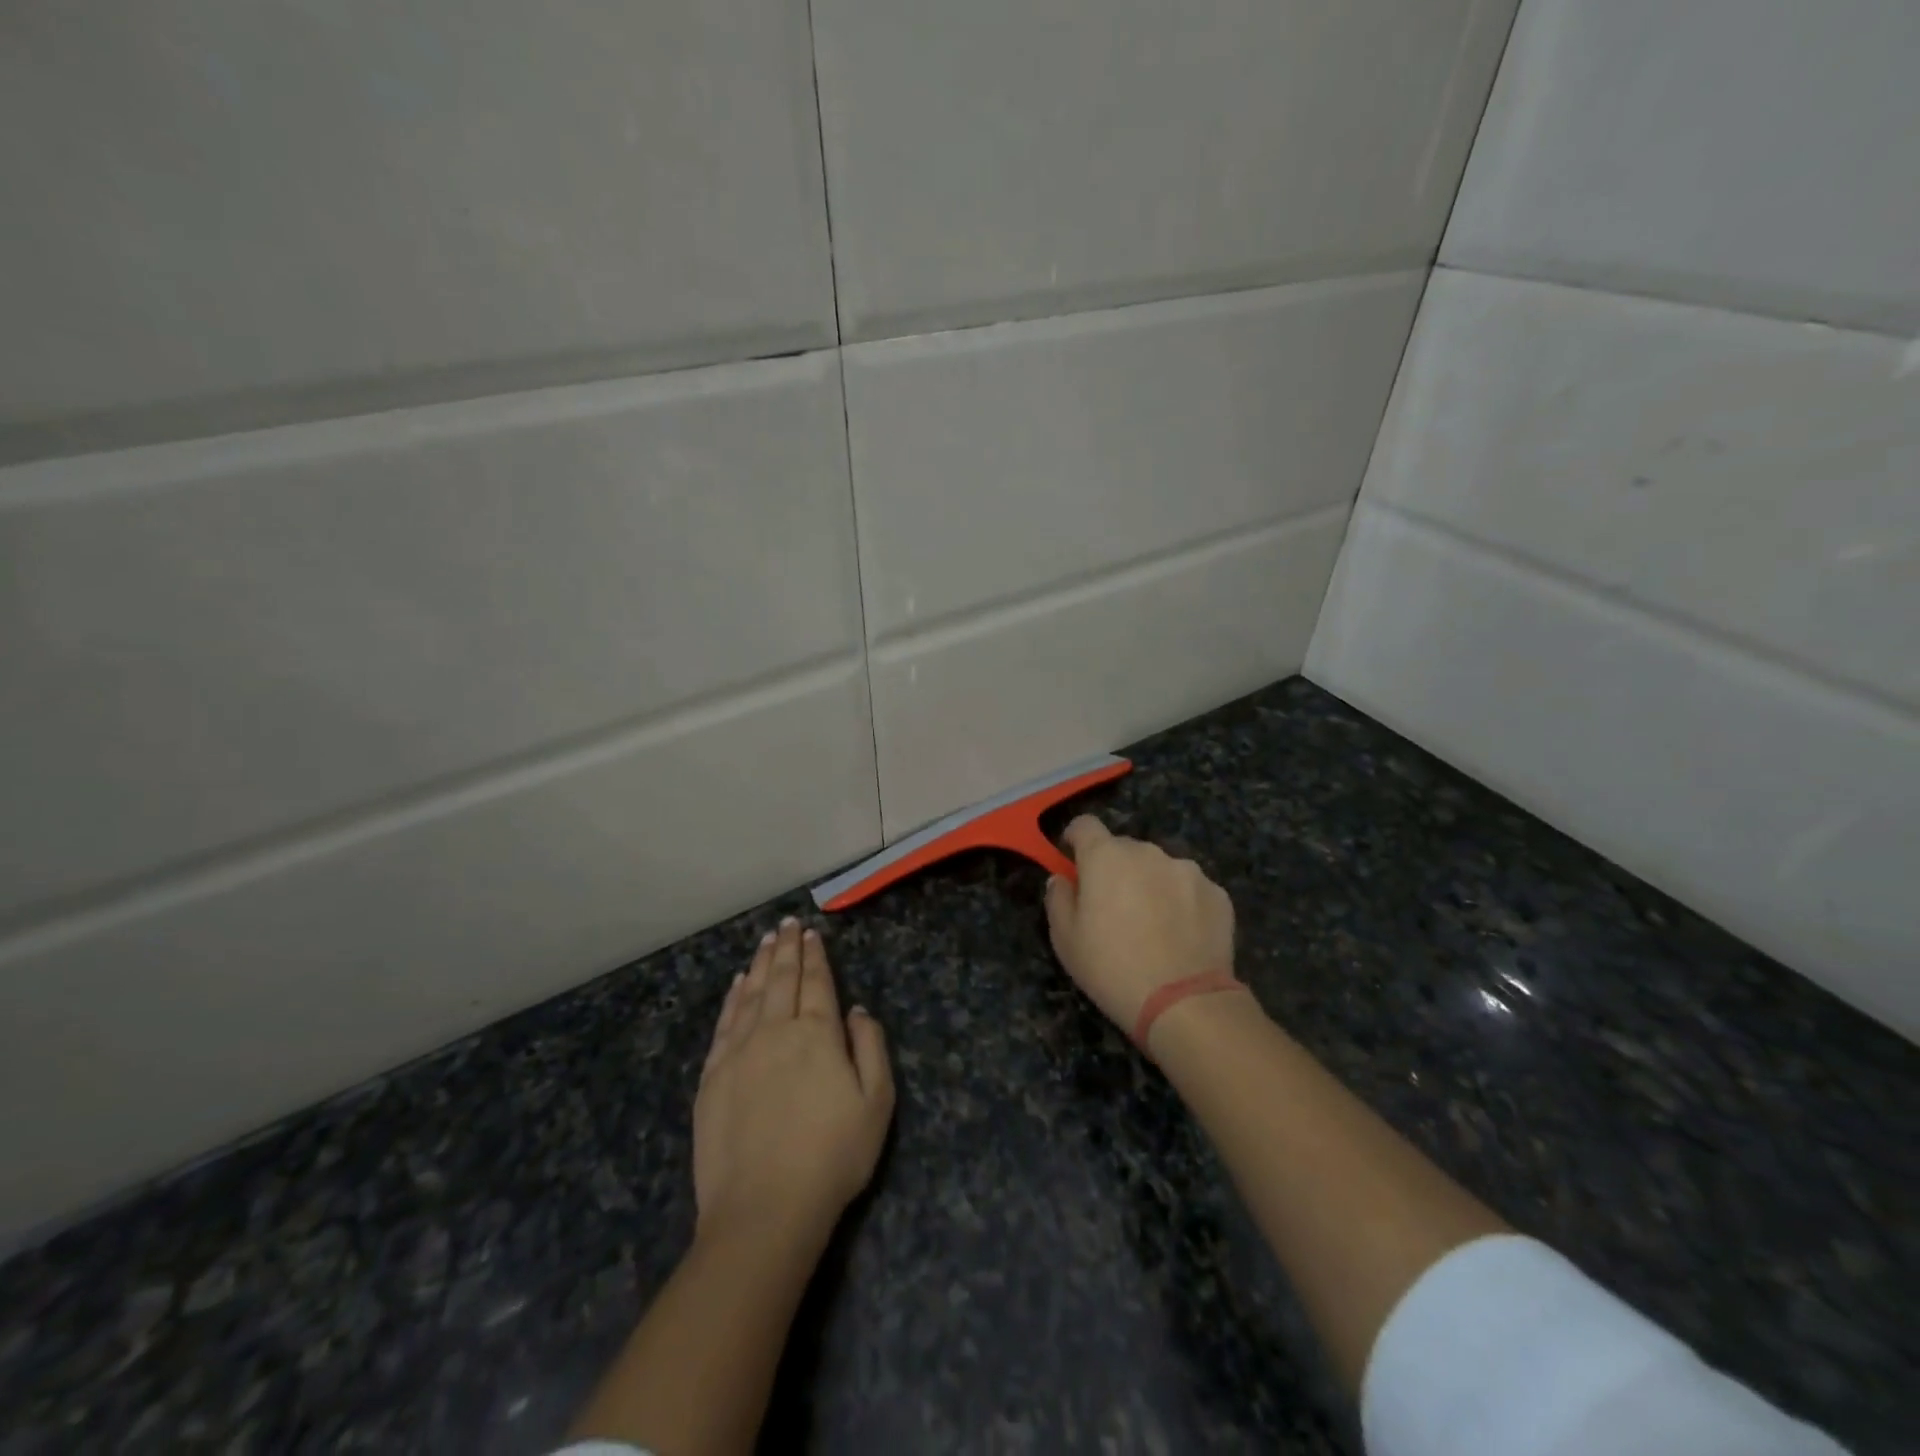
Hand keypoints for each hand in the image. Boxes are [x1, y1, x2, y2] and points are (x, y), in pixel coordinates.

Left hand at [694, 919, 893, 1245]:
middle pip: (782, 979)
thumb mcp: (876, 1104)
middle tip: (787, 924)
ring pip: (751, 994)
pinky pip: (725, 1023)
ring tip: (766, 941)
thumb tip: (857, 1010)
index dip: (815, 956)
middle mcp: (776, 1031)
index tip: (812, 933)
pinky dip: (733, 997)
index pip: (817, 983)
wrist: (764, 1210)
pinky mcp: (712, 1076)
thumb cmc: (832, 1158)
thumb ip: (870, 1049)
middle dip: (786, 948)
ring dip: (759, 964)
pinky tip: (738, 984)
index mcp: (818, 1035)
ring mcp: (739, 1051)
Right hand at [1044, 816, 1236, 1031]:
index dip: (1076, 839)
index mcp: (1106, 856)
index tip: (1073, 860)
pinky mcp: (1218, 893)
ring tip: (1154, 925)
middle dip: (1115, 868)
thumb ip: (1058, 899)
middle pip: (1124, 848)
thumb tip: (1062, 879)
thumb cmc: (1112, 968)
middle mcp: (1148, 852)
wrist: (1184, 1002)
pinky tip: (1182, 936)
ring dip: (1151, 884)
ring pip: (1160, 868)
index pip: (1085, 825)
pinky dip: (1183, 903)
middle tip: (1113, 907)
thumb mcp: (1065, 940)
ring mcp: (1187, 870)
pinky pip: (1190, 889)